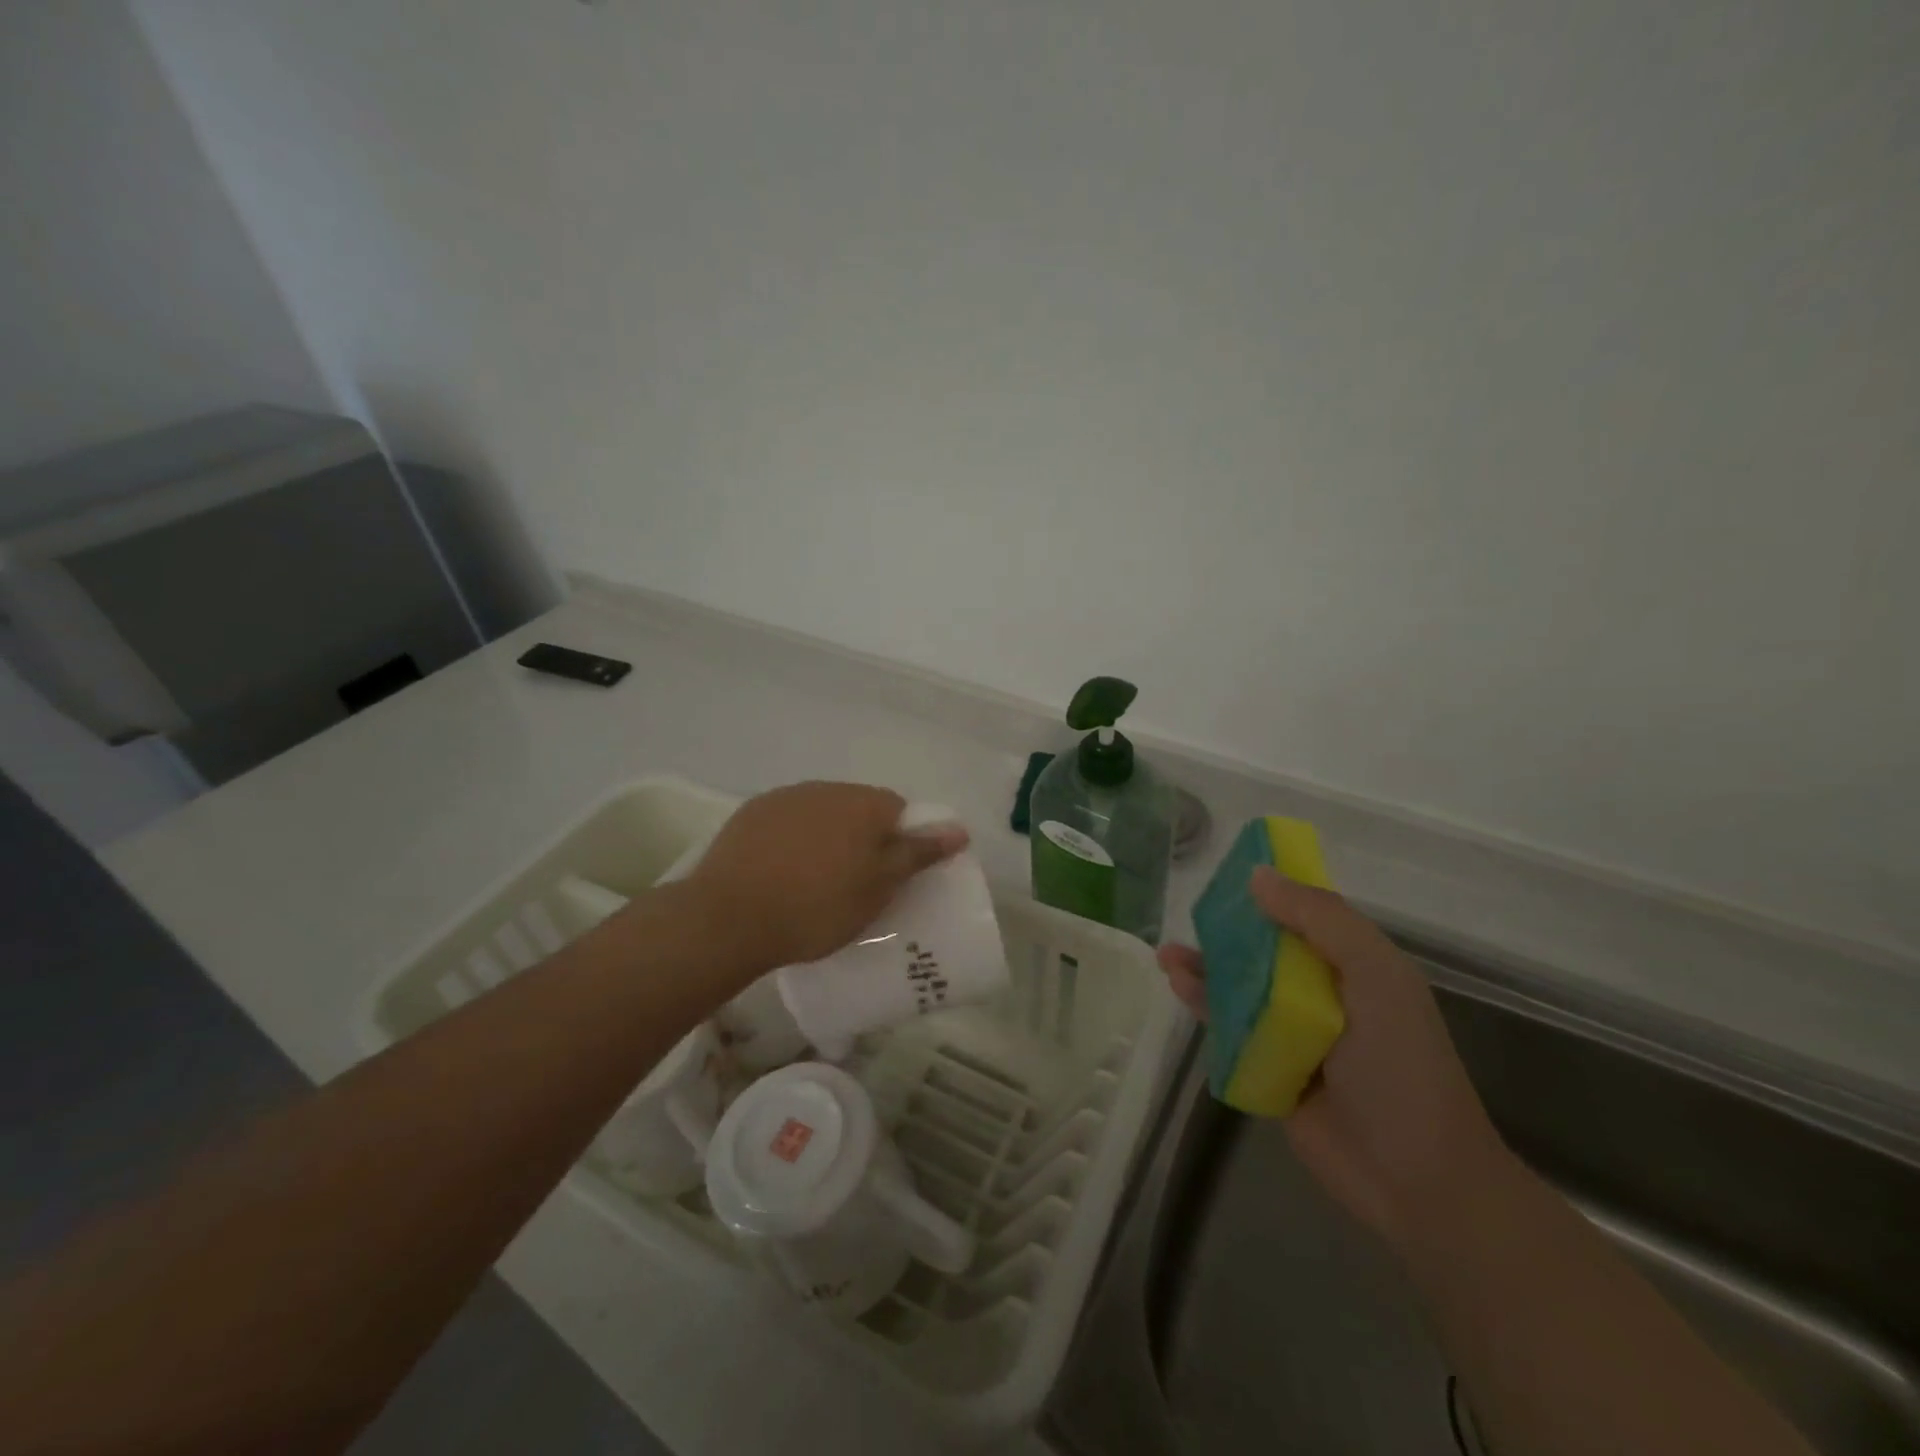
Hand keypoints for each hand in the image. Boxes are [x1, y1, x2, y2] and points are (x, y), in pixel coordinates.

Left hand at [681, 781, 968, 976]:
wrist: (728, 918)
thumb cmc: (816, 907)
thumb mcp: (878, 888)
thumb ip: (917, 854)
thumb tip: (959, 829)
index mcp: (862, 803)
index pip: (898, 809)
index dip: (899, 842)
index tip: (889, 876)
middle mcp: (825, 788)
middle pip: (859, 808)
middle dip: (863, 838)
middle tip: (856, 883)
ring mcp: (783, 798)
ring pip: (821, 814)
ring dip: (827, 837)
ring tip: (815, 881)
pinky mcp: (750, 814)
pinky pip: (787, 822)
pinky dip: (793, 841)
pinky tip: (781, 873)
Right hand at [1159, 868, 1506, 1247]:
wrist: (1415, 1178)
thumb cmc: (1401, 1065)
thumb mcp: (1375, 976)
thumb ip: (1321, 920)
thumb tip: (1258, 875)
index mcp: (1354, 965)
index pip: (1306, 913)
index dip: (1270, 890)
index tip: (1228, 875)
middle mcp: (1322, 992)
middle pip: (1265, 948)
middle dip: (1227, 930)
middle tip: (1190, 916)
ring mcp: (1293, 1032)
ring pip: (1241, 986)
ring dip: (1206, 967)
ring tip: (1167, 954)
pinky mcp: (1268, 1067)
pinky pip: (1229, 1027)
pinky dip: (1204, 1004)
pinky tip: (1179, 986)